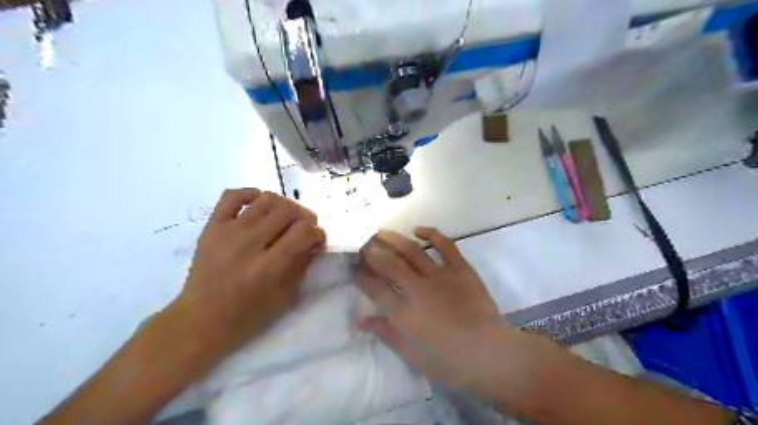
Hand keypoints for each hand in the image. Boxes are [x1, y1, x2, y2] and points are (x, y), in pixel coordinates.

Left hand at [171, 190, 324, 355]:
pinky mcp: (212, 226)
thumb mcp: (284, 296)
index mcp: (268, 267)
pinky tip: (259, 203)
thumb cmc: (247, 314)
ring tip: (285, 218)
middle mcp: (249, 244)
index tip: (318, 239)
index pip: (303, 232)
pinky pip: (232, 195)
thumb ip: (302, 264)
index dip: (318, 232)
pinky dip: (250, 193)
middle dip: (305, 217)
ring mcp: (228, 231)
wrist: (201, 318)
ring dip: (284, 205)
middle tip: (305, 228)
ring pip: (266, 199)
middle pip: (288, 211)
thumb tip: (314, 241)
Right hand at [356, 227, 521, 398]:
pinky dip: (431, 234)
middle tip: (361, 241)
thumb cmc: (449, 362)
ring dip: (393, 239)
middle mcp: (418, 289)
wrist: (491, 354)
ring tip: (379, 231)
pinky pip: (445, 245)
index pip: (374, 288)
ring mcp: (440, 276)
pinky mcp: (461, 269)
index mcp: (404, 314)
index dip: (360, 275)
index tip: (353, 266)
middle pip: (388, 263)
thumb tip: (361, 320)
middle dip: (371, 250)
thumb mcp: (412, 355)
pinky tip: (417, 229)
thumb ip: (386, 333)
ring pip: (411, 251)